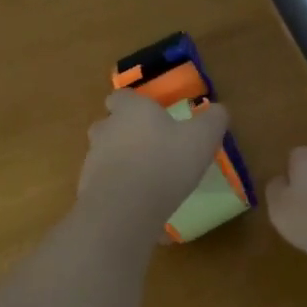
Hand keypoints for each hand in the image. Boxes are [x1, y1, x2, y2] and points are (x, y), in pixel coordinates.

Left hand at [77, 90, 229, 228]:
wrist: (125, 208)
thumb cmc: (166, 162)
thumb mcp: (202, 138)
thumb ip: (213, 120)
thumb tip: (218, 110)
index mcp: (131, 110)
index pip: (121, 97)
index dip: (134, 104)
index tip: (150, 116)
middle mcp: (106, 129)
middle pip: (109, 125)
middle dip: (125, 134)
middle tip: (151, 148)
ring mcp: (93, 160)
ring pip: (105, 155)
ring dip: (122, 163)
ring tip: (146, 180)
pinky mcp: (88, 189)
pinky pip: (105, 184)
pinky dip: (118, 190)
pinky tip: (138, 204)